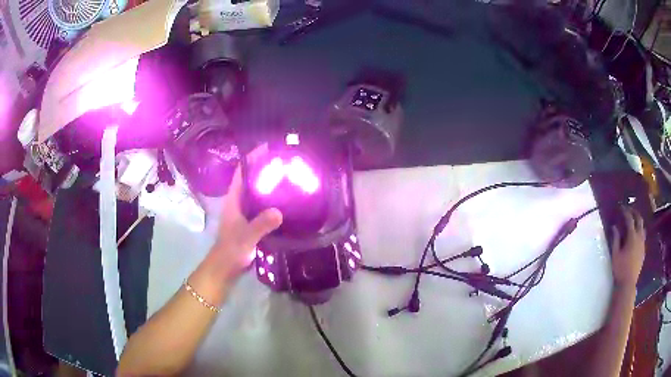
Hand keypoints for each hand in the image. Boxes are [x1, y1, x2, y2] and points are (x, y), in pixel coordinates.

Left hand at [208, 146, 282, 280]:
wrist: (224, 269)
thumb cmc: (231, 251)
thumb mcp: (246, 237)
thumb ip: (260, 225)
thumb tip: (279, 211)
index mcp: (233, 201)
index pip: (241, 173)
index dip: (251, 159)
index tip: (267, 148)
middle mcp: (238, 204)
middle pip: (250, 181)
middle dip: (263, 169)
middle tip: (284, 162)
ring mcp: (244, 214)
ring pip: (257, 194)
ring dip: (268, 185)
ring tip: (288, 178)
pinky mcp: (250, 224)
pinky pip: (262, 207)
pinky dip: (272, 202)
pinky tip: (286, 203)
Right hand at [610, 207, 645, 289]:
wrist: (628, 284)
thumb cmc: (620, 269)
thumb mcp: (615, 255)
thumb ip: (615, 239)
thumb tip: (614, 227)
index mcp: (632, 237)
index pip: (629, 219)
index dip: (625, 212)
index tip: (621, 208)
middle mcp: (639, 237)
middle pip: (639, 220)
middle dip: (634, 213)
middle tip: (629, 210)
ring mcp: (642, 244)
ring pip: (642, 228)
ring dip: (638, 222)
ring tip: (633, 222)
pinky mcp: (643, 251)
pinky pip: (643, 236)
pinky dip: (640, 232)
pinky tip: (636, 236)